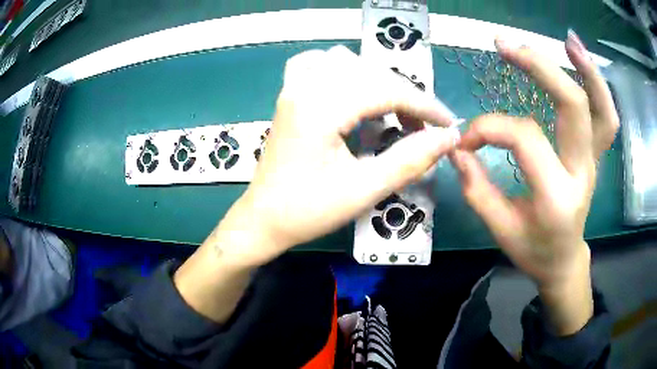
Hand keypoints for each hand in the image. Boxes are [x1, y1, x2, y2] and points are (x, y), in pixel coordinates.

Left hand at [218, 46, 459, 265]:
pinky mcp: (290, 94)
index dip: (424, 106)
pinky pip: (318, 64)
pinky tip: (353, 89)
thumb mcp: (364, 190)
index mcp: (320, 107)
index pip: (386, 90)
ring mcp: (293, 86)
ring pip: (347, 62)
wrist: (263, 219)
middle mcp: (305, 86)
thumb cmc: (308, 211)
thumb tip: (447, 138)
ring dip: (378, 81)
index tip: (448, 125)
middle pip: (370, 72)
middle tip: (423, 127)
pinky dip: (344, 71)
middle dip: (405, 95)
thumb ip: (410, 160)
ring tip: (394, 110)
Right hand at [451, 32, 618, 333]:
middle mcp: (582, 173)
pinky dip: (598, 85)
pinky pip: (606, 118)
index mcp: (556, 197)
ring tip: (568, 40)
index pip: (525, 138)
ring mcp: (594, 161)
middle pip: (573, 107)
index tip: (466, 138)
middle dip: (539, 68)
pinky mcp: (595, 154)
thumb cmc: (533, 250)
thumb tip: (458, 147)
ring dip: (587, 70)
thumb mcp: (500, 229)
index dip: (490, 127)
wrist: (564, 260)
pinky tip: (580, 59)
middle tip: (505, 45)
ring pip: (602, 110)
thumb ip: (477, 187)